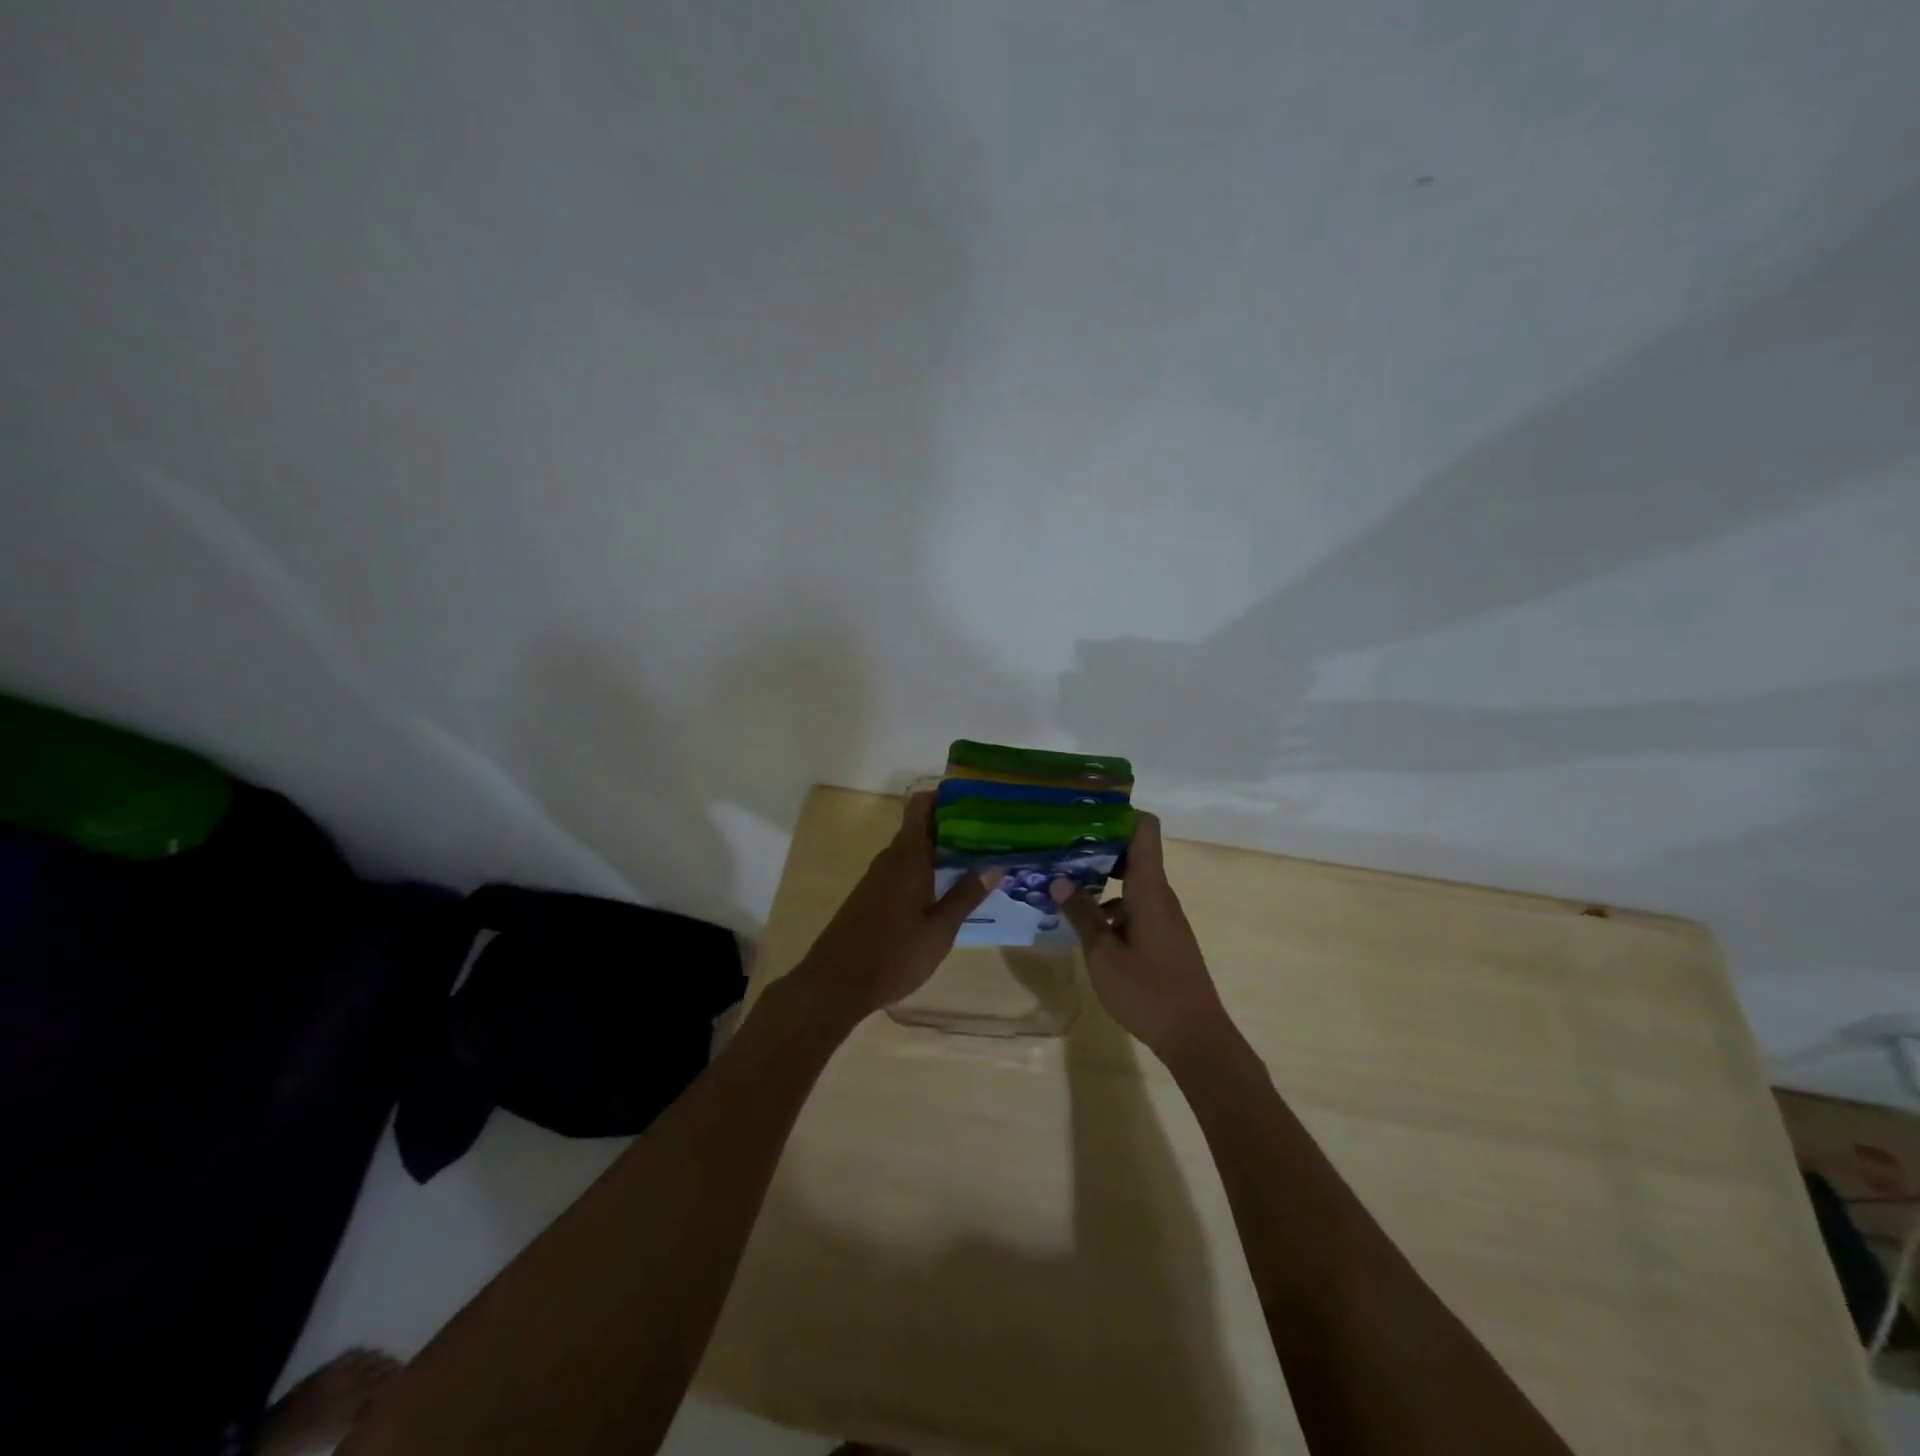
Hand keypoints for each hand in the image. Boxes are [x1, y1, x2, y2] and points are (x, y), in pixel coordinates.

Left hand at [791, 792, 1001, 1025]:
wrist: (835, 984)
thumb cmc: (893, 955)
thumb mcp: (939, 930)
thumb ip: (966, 896)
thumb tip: (994, 866)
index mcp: (908, 857)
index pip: (921, 806)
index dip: (945, 796)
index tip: (975, 800)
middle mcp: (890, 859)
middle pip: (920, 826)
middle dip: (951, 826)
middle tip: (989, 833)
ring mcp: (876, 878)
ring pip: (911, 850)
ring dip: (939, 850)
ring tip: (975, 858)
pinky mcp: (870, 896)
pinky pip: (902, 869)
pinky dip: (924, 868)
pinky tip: (944, 887)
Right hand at [1051, 812, 1230, 1063]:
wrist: (1196, 1037)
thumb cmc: (1148, 991)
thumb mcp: (1103, 954)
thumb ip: (1081, 915)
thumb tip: (1059, 880)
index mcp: (1149, 889)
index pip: (1144, 829)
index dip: (1118, 814)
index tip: (1084, 813)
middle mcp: (1160, 895)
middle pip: (1133, 853)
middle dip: (1097, 848)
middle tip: (1060, 848)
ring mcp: (1164, 917)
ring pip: (1131, 883)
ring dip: (1100, 880)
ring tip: (1062, 885)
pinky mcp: (1163, 937)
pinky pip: (1135, 906)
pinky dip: (1110, 906)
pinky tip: (1084, 924)